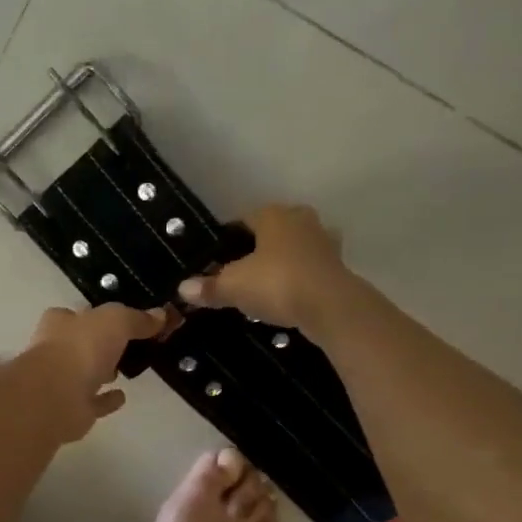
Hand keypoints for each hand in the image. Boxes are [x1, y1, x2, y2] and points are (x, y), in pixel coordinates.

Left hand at [23, 303, 170, 441]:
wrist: (56, 397)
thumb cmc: (81, 348)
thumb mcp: (116, 321)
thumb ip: (137, 318)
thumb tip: (161, 315)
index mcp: (60, 323)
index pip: (79, 314)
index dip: (99, 315)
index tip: (123, 319)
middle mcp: (56, 350)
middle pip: (83, 343)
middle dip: (101, 344)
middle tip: (131, 343)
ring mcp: (62, 382)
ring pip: (86, 373)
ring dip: (103, 371)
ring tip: (128, 368)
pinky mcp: (72, 410)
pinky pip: (94, 402)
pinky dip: (107, 400)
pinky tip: (122, 396)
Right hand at [177, 204, 352, 329]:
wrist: (331, 306)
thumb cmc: (277, 283)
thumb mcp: (234, 286)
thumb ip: (209, 286)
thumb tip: (183, 289)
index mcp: (273, 215)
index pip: (244, 219)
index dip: (228, 239)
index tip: (216, 259)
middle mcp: (301, 220)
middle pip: (273, 231)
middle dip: (259, 248)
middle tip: (241, 272)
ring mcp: (324, 242)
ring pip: (295, 248)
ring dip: (283, 262)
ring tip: (264, 285)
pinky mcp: (338, 267)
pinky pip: (310, 269)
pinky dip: (299, 279)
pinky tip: (288, 297)